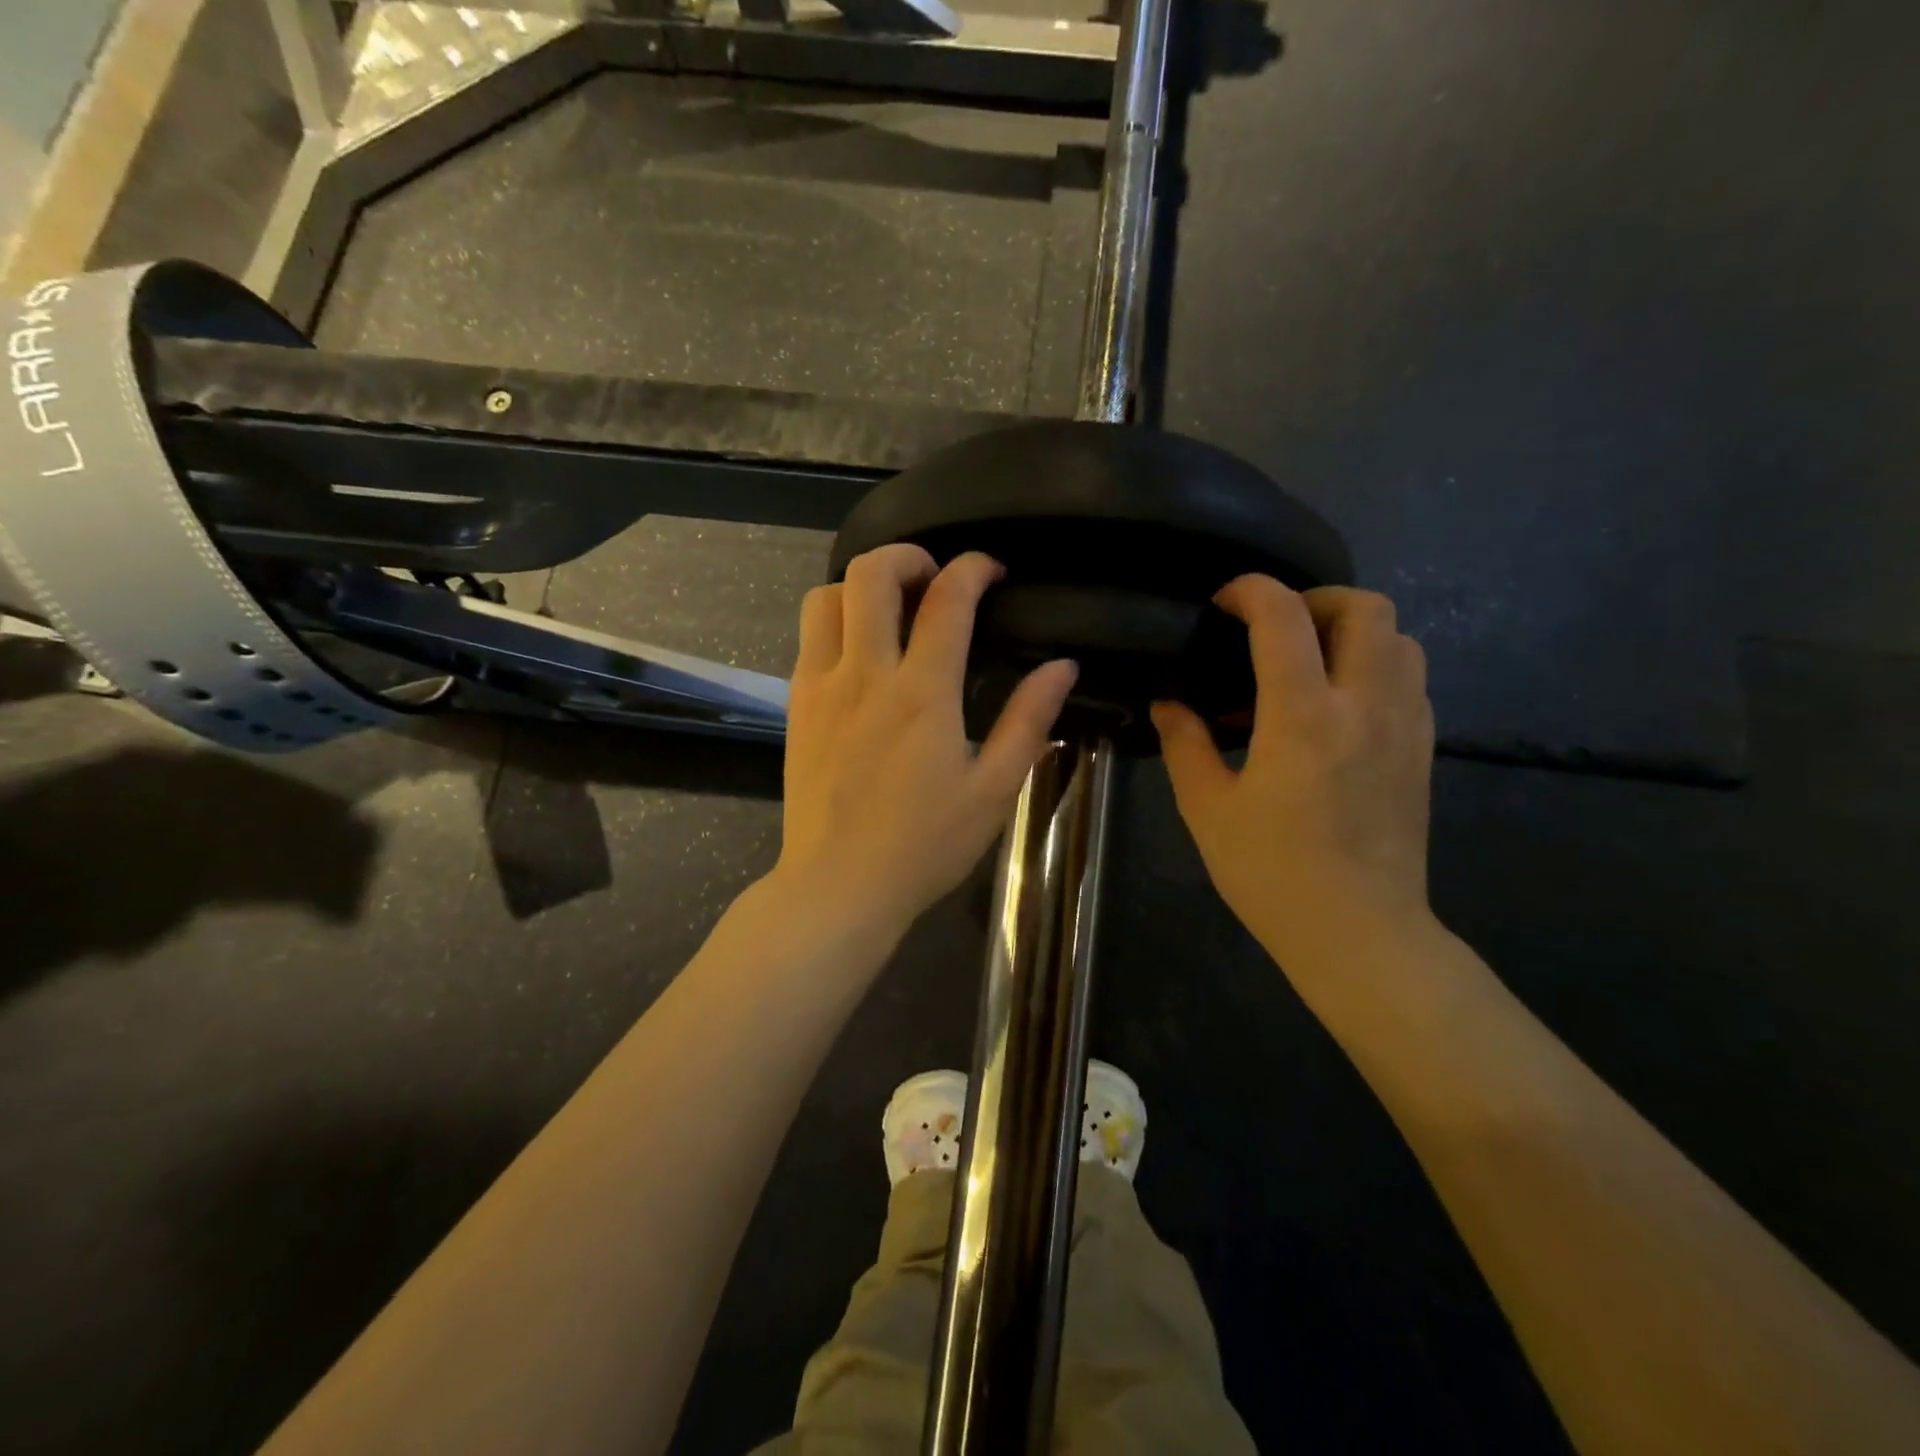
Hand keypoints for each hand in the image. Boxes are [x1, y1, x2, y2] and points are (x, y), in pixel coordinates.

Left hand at [774, 546, 1077, 943]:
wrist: (838, 886)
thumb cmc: (923, 845)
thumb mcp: (993, 789)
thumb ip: (1028, 721)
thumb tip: (1063, 666)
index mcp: (922, 693)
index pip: (947, 598)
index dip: (973, 568)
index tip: (992, 570)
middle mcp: (865, 674)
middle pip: (870, 574)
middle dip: (907, 556)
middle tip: (935, 578)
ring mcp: (821, 686)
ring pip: (826, 596)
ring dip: (861, 586)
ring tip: (892, 609)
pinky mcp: (797, 705)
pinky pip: (809, 637)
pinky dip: (836, 620)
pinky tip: (862, 653)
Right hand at [1152, 577, 1435, 973]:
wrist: (1359, 933)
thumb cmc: (1272, 873)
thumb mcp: (1207, 808)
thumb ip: (1185, 743)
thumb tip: (1170, 701)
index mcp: (1302, 717)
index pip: (1285, 616)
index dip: (1251, 590)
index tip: (1223, 602)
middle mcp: (1364, 705)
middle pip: (1365, 607)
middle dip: (1315, 599)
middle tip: (1273, 629)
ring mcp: (1404, 725)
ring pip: (1399, 636)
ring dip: (1351, 629)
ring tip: (1307, 662)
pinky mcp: (1422, 749)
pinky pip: (1410, 676)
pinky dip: (1374, 664)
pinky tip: (1336, 704)